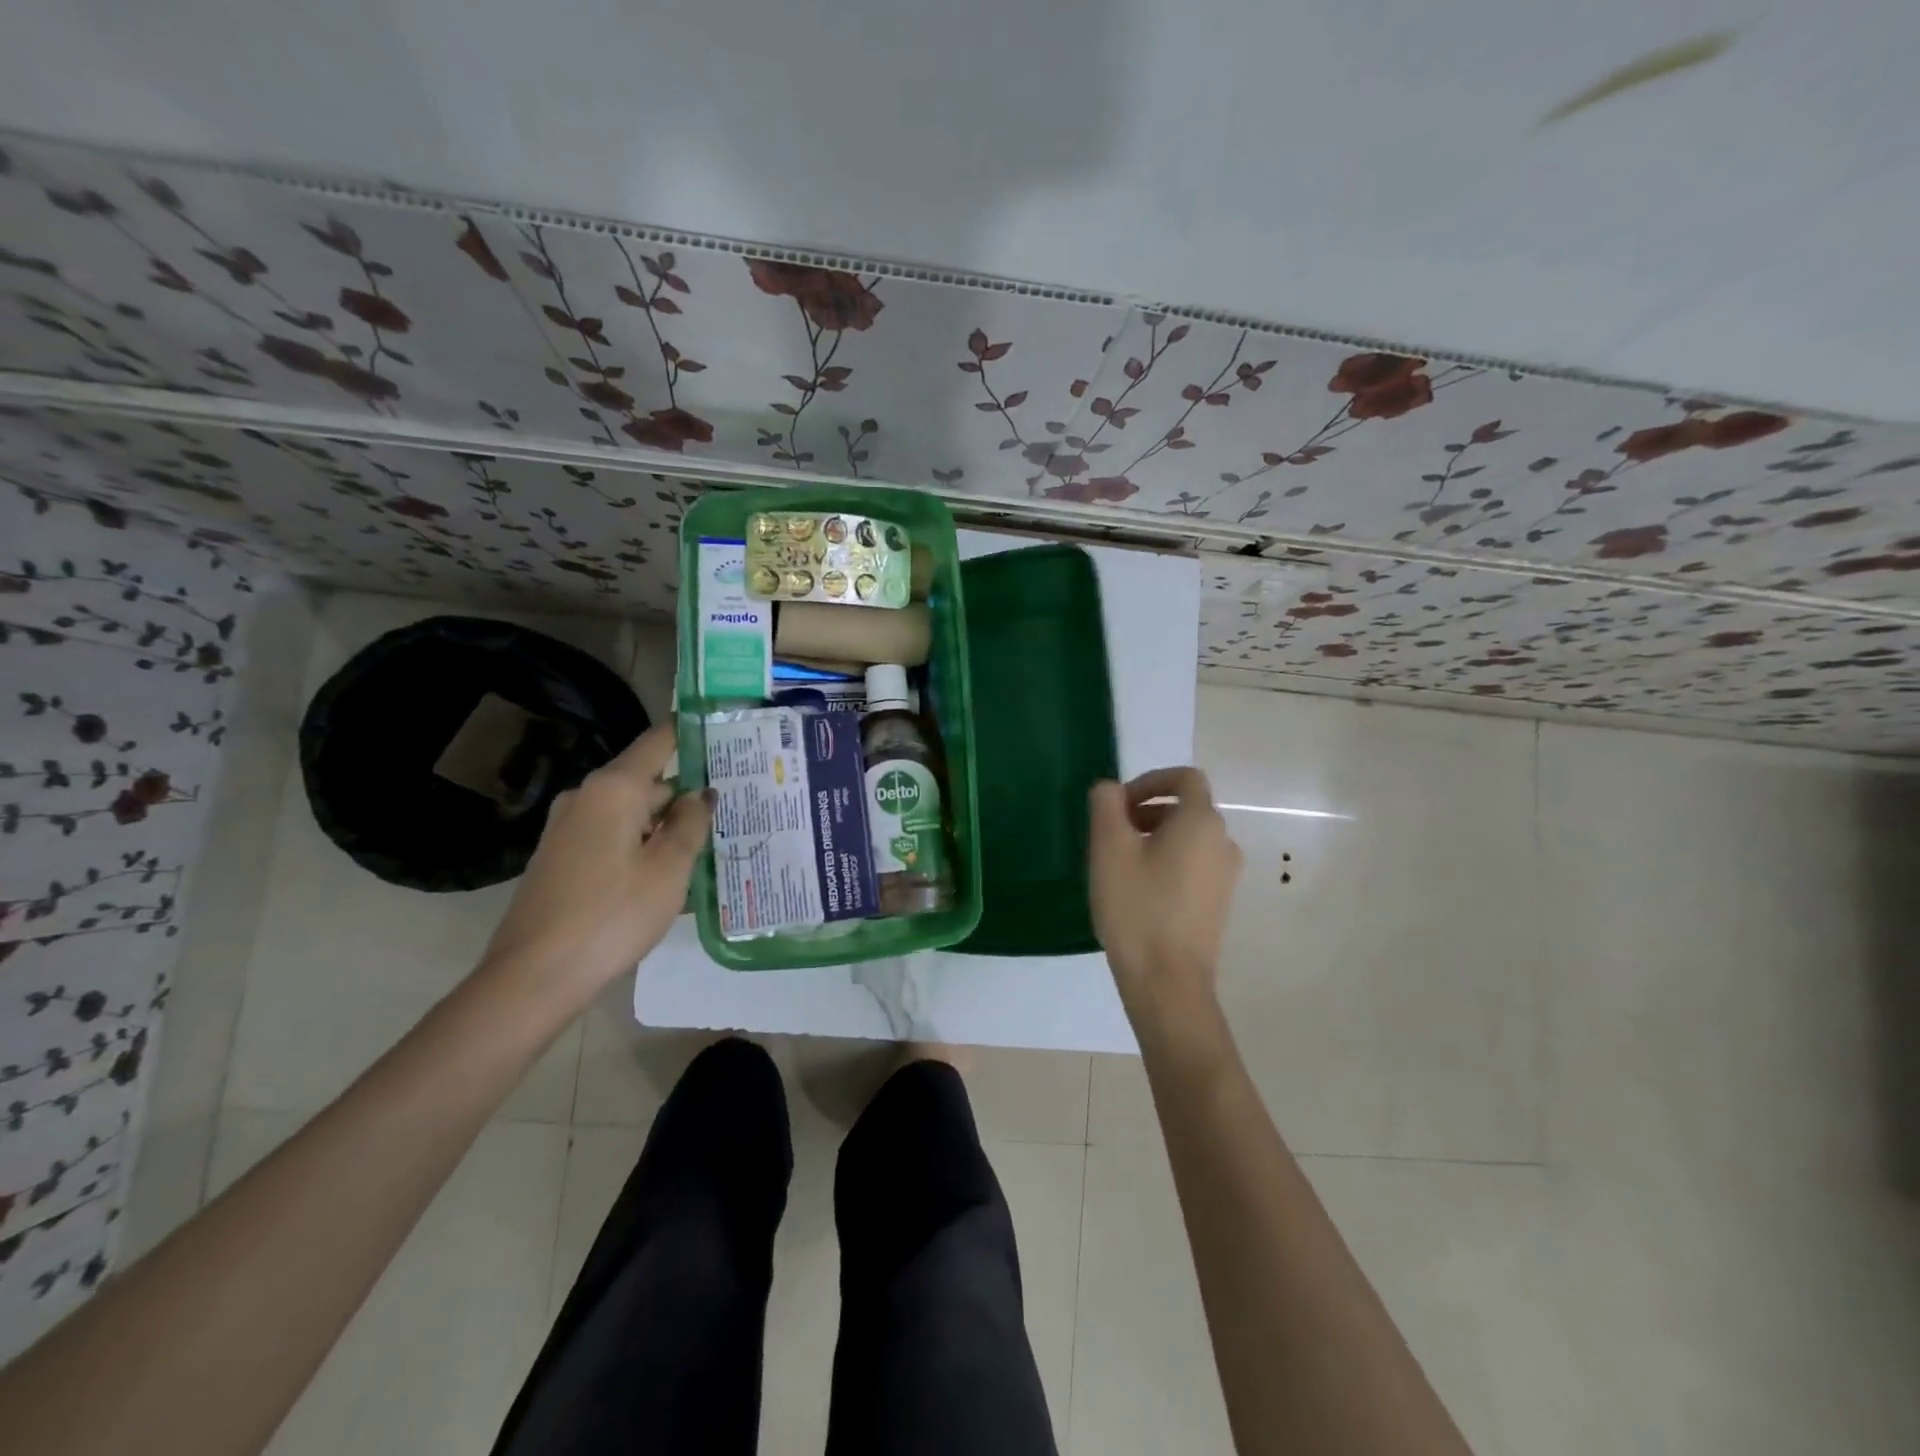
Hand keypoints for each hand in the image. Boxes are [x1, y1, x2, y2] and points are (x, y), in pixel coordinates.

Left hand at [481, 723, 711, 1001]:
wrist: (535, 975)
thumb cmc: (613, 913)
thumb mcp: (669, 868)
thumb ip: (691, 823)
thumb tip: (701, 793)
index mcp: (613, 788)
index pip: (658, 741)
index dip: (690, 734)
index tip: (724, 734)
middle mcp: (586, 797)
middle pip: (646, 780)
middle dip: (685, 792)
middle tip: (731, 806)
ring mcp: (568, 827)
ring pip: (630, 812)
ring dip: (665, 824)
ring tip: (707, 842)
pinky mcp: (561, 856)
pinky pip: (612, 835)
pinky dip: (641, 843)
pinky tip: (667, 870)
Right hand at [1088, 767, 1242, 1023]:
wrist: (1168, 982)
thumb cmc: (1137, 907)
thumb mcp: (1109, 848)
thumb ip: (1107, 804)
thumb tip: (1111, 788)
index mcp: (1200, 822)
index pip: (1185, 778)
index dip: (1150, 780)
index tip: (1119, 804)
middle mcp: (1222, 842)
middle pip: (1186, 807)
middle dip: (1147, 810)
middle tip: (1112, 834)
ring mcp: (1225, 875)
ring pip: (1189, 838)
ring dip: (1155, 837)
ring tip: (1121, 864)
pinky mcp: (1219, 903)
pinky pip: (1194, 865)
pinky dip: (1168, 861)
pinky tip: (1140, 891)